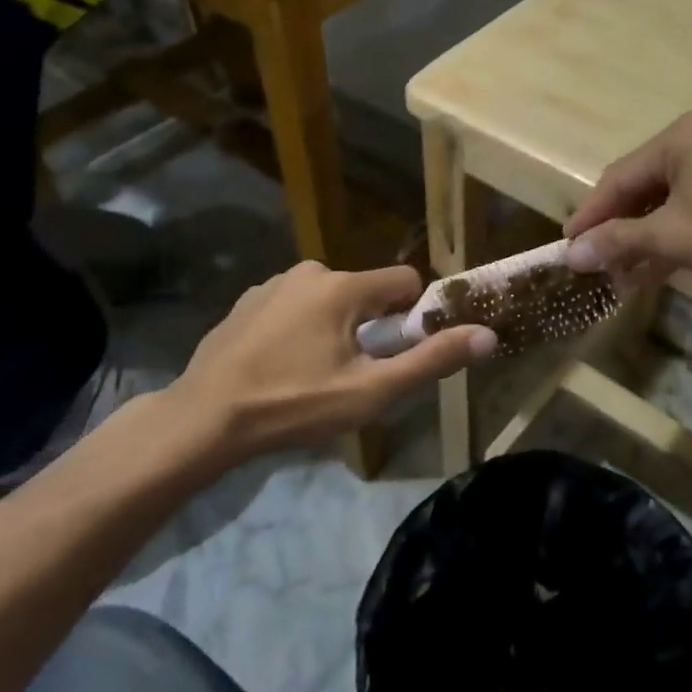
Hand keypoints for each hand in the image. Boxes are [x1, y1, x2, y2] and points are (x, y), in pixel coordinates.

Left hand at [160, 262, 494, 477]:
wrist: (202, 420)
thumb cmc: (293, 404)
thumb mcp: (370, 392)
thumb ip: (431, 360)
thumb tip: (488, 334)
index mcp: (343, 285)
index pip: (405, 281)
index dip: (410, 317)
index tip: (393, 353)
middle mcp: (310, 271)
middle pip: (366, 292)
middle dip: (369, 327)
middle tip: (350, 374)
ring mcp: (273, 284)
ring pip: (329, 299)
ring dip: (333, 327)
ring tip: (311, 375)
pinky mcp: (246, 301)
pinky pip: (293, 306)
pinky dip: (299, 328)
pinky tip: (279, 366)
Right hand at [564, 110, 691, 299]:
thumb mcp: (676, 239)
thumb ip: (619, 241)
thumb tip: (570, 255)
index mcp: (683, 134)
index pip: (619, 175)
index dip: (591, 215)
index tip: (568, 249)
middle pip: (647, 181)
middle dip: (623, 226)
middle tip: (602, 266)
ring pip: (677, 192)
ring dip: (652, 231)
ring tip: (632, 272)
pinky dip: (683, 225)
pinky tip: (670, 259)